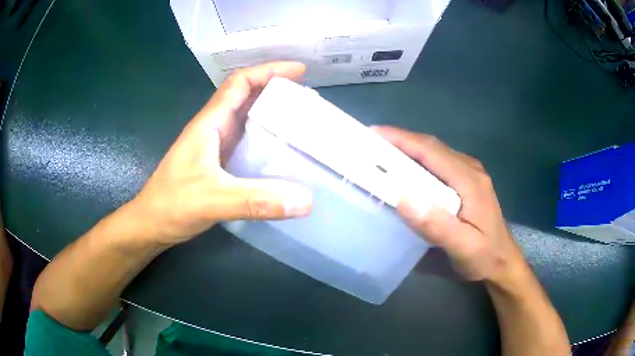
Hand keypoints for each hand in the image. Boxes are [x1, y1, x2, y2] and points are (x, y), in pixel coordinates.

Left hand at [132, 62, 312, 244]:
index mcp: (210, 123)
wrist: (151, 224)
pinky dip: (267, 141)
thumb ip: (256, 201)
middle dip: (278, 92)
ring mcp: (215, 148)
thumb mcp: (213, 201)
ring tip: (303, 122)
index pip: (240, 83)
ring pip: (248, 120)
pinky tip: (283, 154)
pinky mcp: (218, 165)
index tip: (300, 71)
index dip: (269, 70)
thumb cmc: (172, 204)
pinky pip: (247, 144)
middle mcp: (213, 129)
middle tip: (309, 101)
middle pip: (248, 97)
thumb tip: (305, 201)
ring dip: (274, 115)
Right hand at [373, 126, 524, 281]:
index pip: (431, 151)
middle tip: (370, 144)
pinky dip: (418, 161)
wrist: (503, 263)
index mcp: (470, 180)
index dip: (401, 139)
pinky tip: (405, 170)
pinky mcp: (467, 182)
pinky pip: (438, 163)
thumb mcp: (464, 248)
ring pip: (434, 153)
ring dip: (408, 149)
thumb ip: (438, 225)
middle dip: (400, 141)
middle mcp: (470, 169)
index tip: (372, 134)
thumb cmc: (485, 257)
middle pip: (431, 147)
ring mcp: (470, 174)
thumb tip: (405, 198)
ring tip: (381, 153)